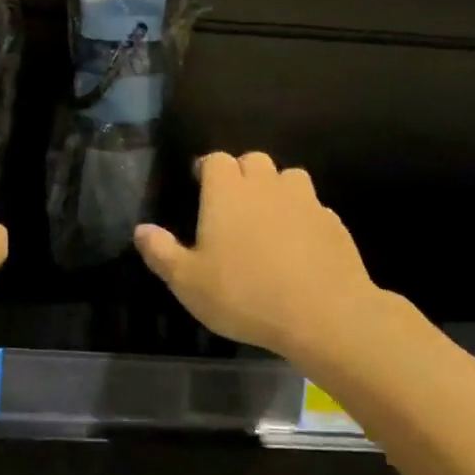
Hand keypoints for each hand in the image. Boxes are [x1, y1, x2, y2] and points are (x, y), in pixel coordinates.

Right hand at [135, 151, 378, 359]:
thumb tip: (141, 230)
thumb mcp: (188, 282)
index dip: (206, 168)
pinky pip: (314, 207)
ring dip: (276, 188)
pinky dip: (303, 216)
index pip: (215, 160)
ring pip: (289, 177)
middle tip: (232, 202)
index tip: (200, 185)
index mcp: (227, 191)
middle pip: (253, 160)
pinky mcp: (333, 223)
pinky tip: (299, 244)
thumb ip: (161, 252)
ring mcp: (304, 201)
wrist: (324, 314)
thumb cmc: (245, 294)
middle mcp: (266, 185)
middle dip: (242, 172)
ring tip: (268, 216)